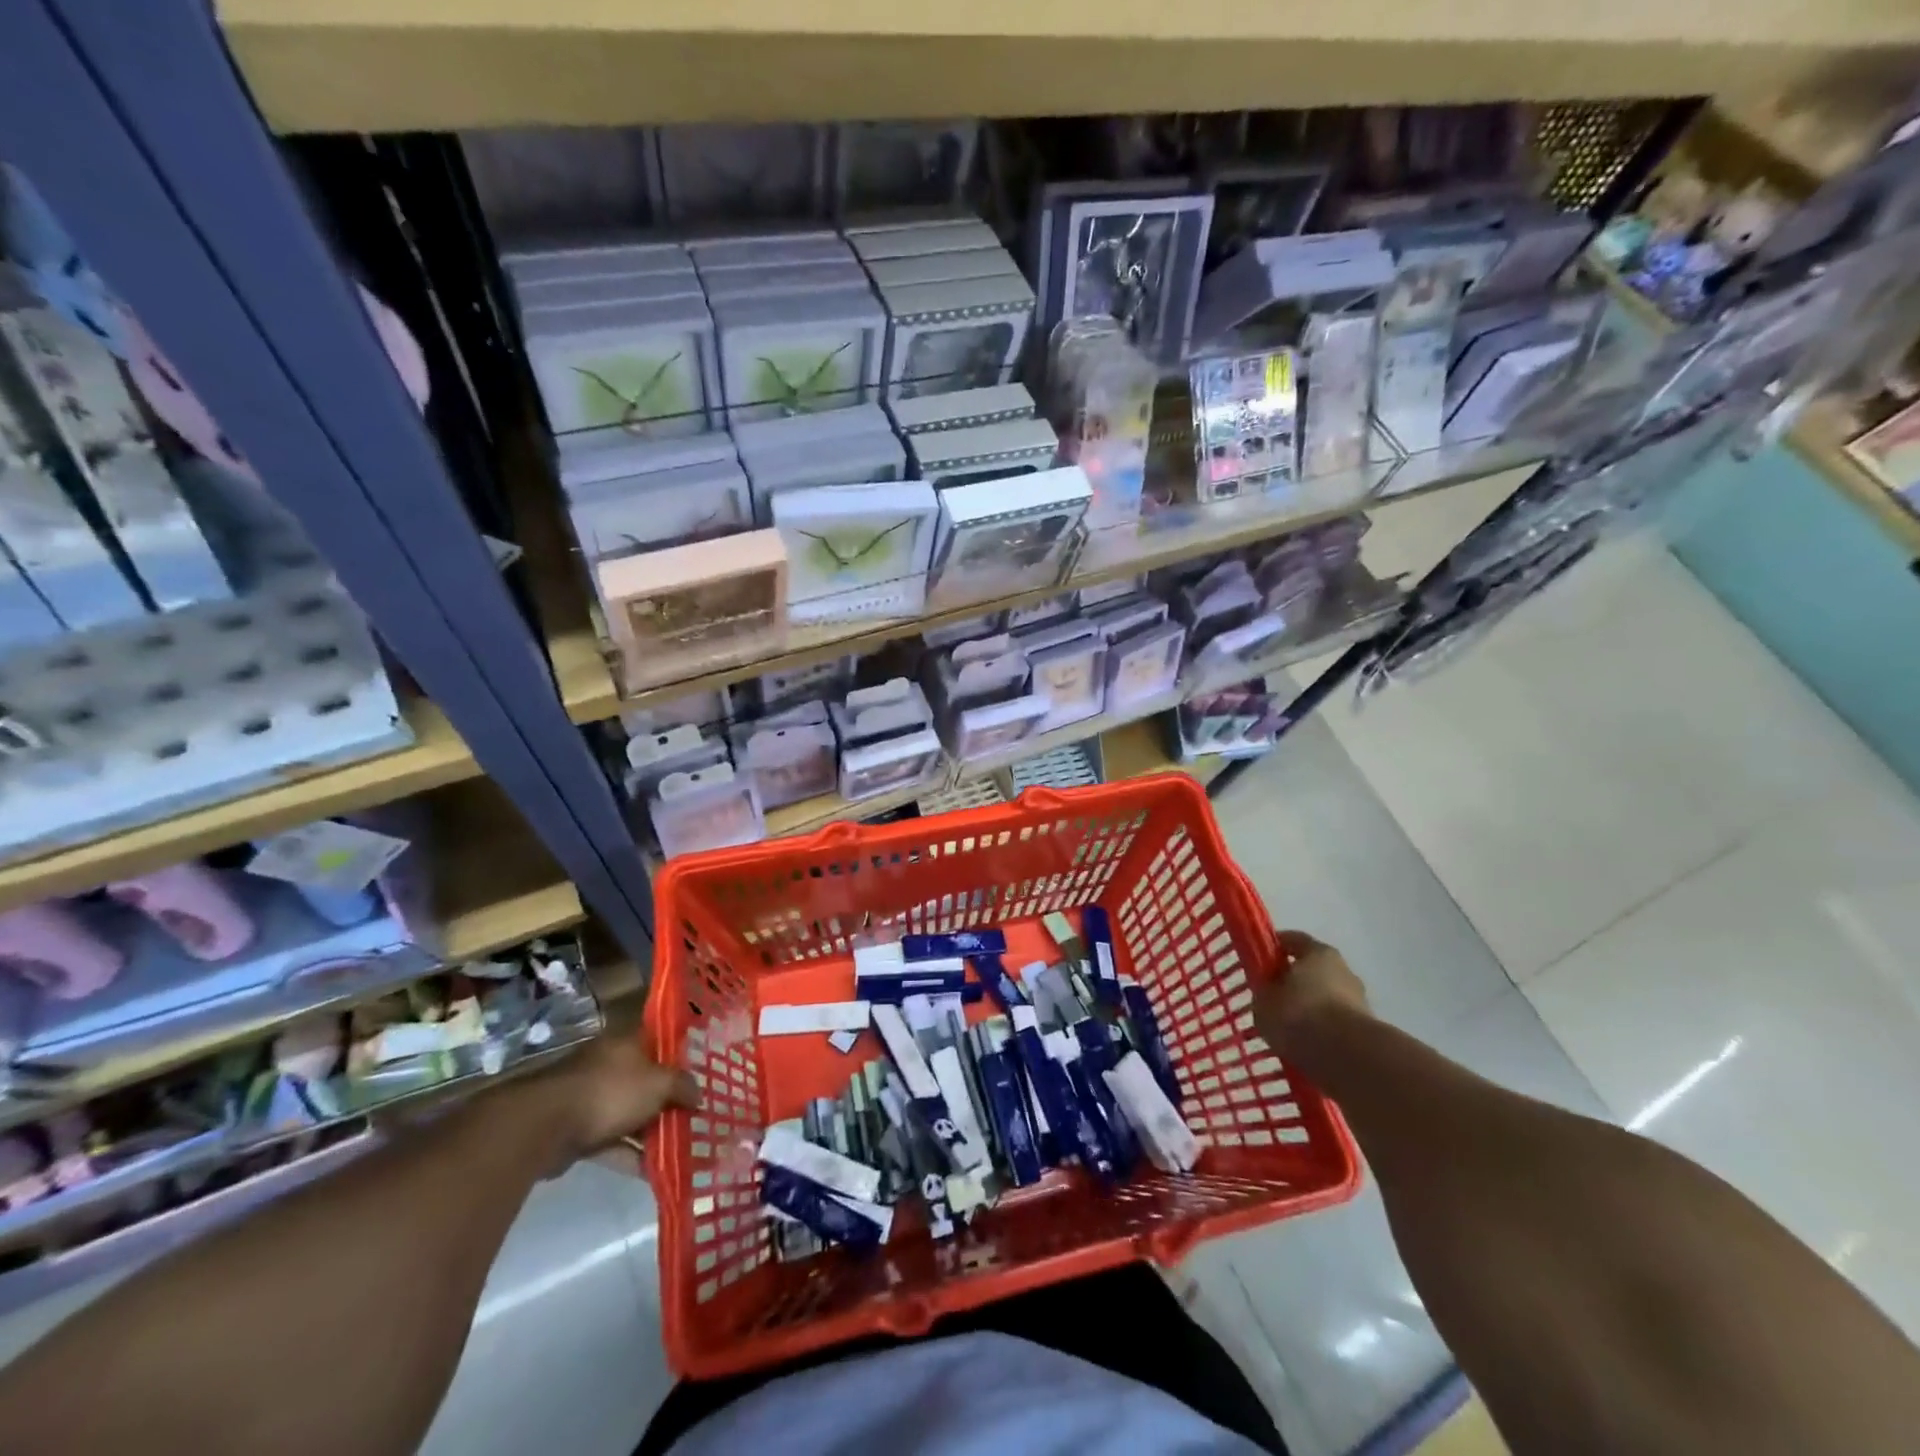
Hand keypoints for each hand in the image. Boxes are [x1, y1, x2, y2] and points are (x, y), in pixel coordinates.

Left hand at [545, 1037, 698, 1162]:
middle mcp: (609, 1064)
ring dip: (650, 1131)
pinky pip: (611, 1140)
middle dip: (668, 1100)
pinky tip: (651, 1171)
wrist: (546, 1126)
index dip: (681, 1057)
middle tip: (694, 1116)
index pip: (660, 1042)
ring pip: (629, 1112)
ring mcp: (590, 1097)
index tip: (701, 1075)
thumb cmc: (611, 1091)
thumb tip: (699, 1095)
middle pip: (646, 1080)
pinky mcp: (577, 1129)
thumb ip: (683, 1087)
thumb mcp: (659, 1084)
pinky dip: (629, 1153)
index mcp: (627, 1042)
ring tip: (679, 1149)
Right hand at [1254, 931, 1370, 1055]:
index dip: (1273, 948)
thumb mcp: (1264, 1002)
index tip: (1257, 959)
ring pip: (1325, 999)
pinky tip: (1306, 1046)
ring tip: (1288, 1029)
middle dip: (1293, 982)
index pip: (1292, 940)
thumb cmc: (1300, 1015)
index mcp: (1319, 952)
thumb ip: (1264, 992)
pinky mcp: (1367, 1030)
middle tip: (1272, 998)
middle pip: (1312, 970)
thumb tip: (1268, 993)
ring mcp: (1359, 1001)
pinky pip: (1335, 1025)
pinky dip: (1322, 1032)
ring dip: (1309, 1010)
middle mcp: (1343, 970)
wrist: (1349, 1058)